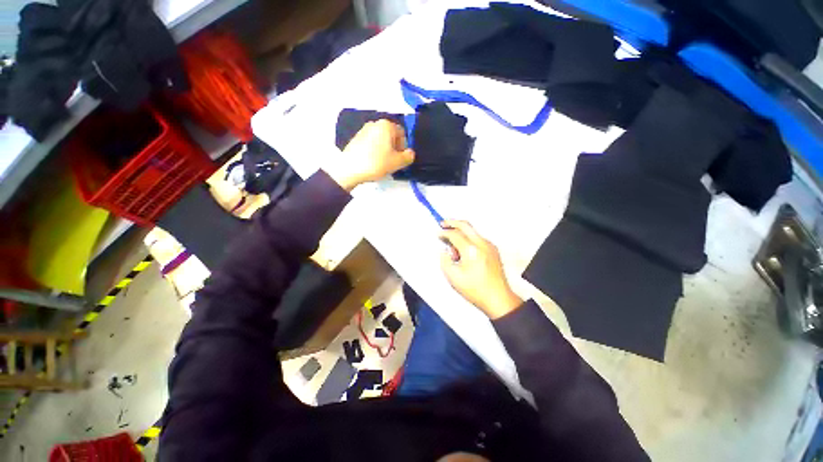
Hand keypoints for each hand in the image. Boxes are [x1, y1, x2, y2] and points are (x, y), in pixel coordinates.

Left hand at [325, 119, 414, 190]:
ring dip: (384, 150)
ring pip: (380, 140)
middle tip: (393, 161)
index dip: (404, 146)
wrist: (350, 169)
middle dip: (394, 148)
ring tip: (382, 163)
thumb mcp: (397, 162)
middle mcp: (374, 123)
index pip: (402, 133)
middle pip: (390, 135)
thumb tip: (410, 153)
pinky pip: (371, 143)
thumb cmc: (376, 163)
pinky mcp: (355, 139)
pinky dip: (374, 151)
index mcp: (386, 125)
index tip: (401, 158)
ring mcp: (363, 130)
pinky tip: (372, 162)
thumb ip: (408, 156)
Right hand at [439, 220, 522, 318]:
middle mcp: (482, 244)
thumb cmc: (476, 290)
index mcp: (471, 250)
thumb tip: (444, 250)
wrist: (498, 299)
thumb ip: (445, 260)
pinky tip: (464, 252)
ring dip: (461, 233)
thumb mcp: (453, 277)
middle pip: (465, 225)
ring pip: (472, 231)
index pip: (455, 234)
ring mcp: (490, 246)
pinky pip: (478, 238)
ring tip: (454, 251)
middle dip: (452, 222)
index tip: (438, 234)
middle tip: (443, 224)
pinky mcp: (493, 250)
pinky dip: (469, 240)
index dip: (444, 233)